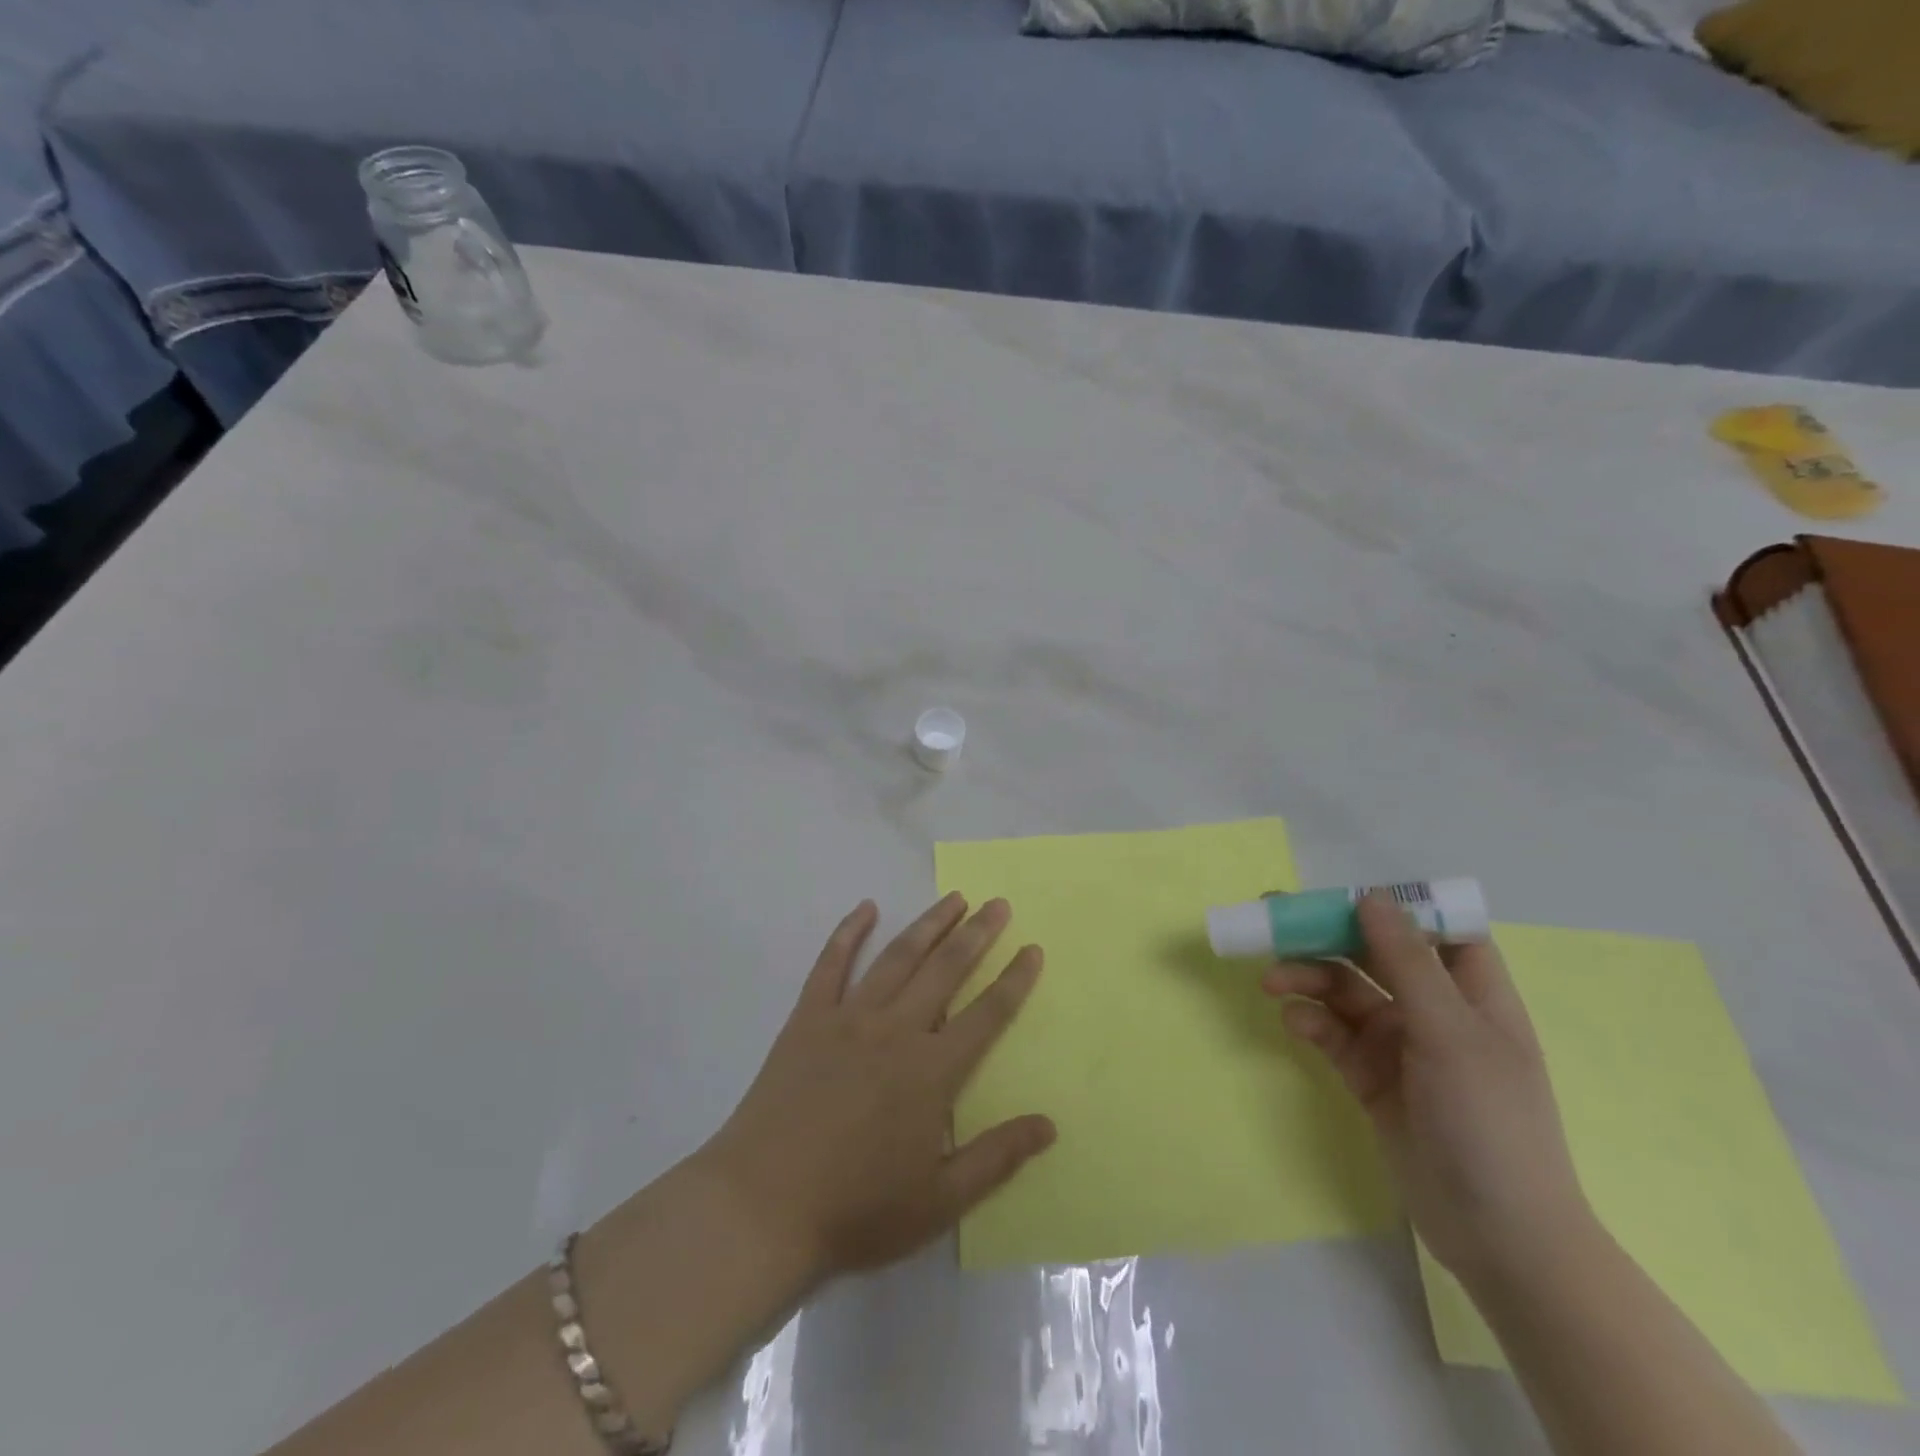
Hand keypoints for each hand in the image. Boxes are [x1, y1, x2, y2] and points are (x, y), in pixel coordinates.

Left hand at [699, 893, 1055, 1282]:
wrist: (761, 1207)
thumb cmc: (855, 1209)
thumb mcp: (939, 1201)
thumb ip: (996, 1158)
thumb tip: (1049, 1124)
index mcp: (931, 1071)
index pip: (986, 1014)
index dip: (1014, 980)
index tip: (1032, 949)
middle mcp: (896, 1030)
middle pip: (946, 970)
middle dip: (977, 934)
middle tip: (998, 904)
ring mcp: (848, 1018)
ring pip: (898, 957)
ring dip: (929, 924)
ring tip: (954, 899)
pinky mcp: (807, 1018)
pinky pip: (831, 964)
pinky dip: (849, 932)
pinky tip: (865, 908)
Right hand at [1263, 893, 1592, 1286]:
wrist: (1498, 1236)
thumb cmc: (1489, 1122)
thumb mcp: (1450, 1033)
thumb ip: (1407, 962)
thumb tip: (1370, 897)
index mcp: (1472, 993)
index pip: (1436, 930)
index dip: (1394, 908)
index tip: (1343, 896)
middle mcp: (1434, 1010)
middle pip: (1375, 954)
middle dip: (1329, 937)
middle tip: (1275, 920)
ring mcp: (1400, 1045)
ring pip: (1345, 991)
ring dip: (1309, 979)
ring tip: (1272, 980)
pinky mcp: (1370, 1076)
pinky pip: (1332, 1033)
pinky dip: (1310, 1020)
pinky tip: (1293, 1021)